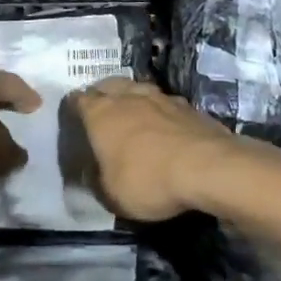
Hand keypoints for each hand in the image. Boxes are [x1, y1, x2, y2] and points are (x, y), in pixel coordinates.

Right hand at [66, 78, 238, 220]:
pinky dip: (159, 110)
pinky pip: (165, 102)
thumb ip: (96, 180)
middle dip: (102, 94)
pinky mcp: (188, 106)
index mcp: (101, 114)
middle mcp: (127, 97)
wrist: (207, 167)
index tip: (73, 115)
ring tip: (132, 112)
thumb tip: (92, 172)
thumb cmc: (148, 180)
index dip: (74, 106)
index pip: (79, 100)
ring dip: (132, 98)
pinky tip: (164, 123)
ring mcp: (160, 97)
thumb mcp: (111, 195)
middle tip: (101, 109)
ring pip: (138, 89)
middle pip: (108, 85)